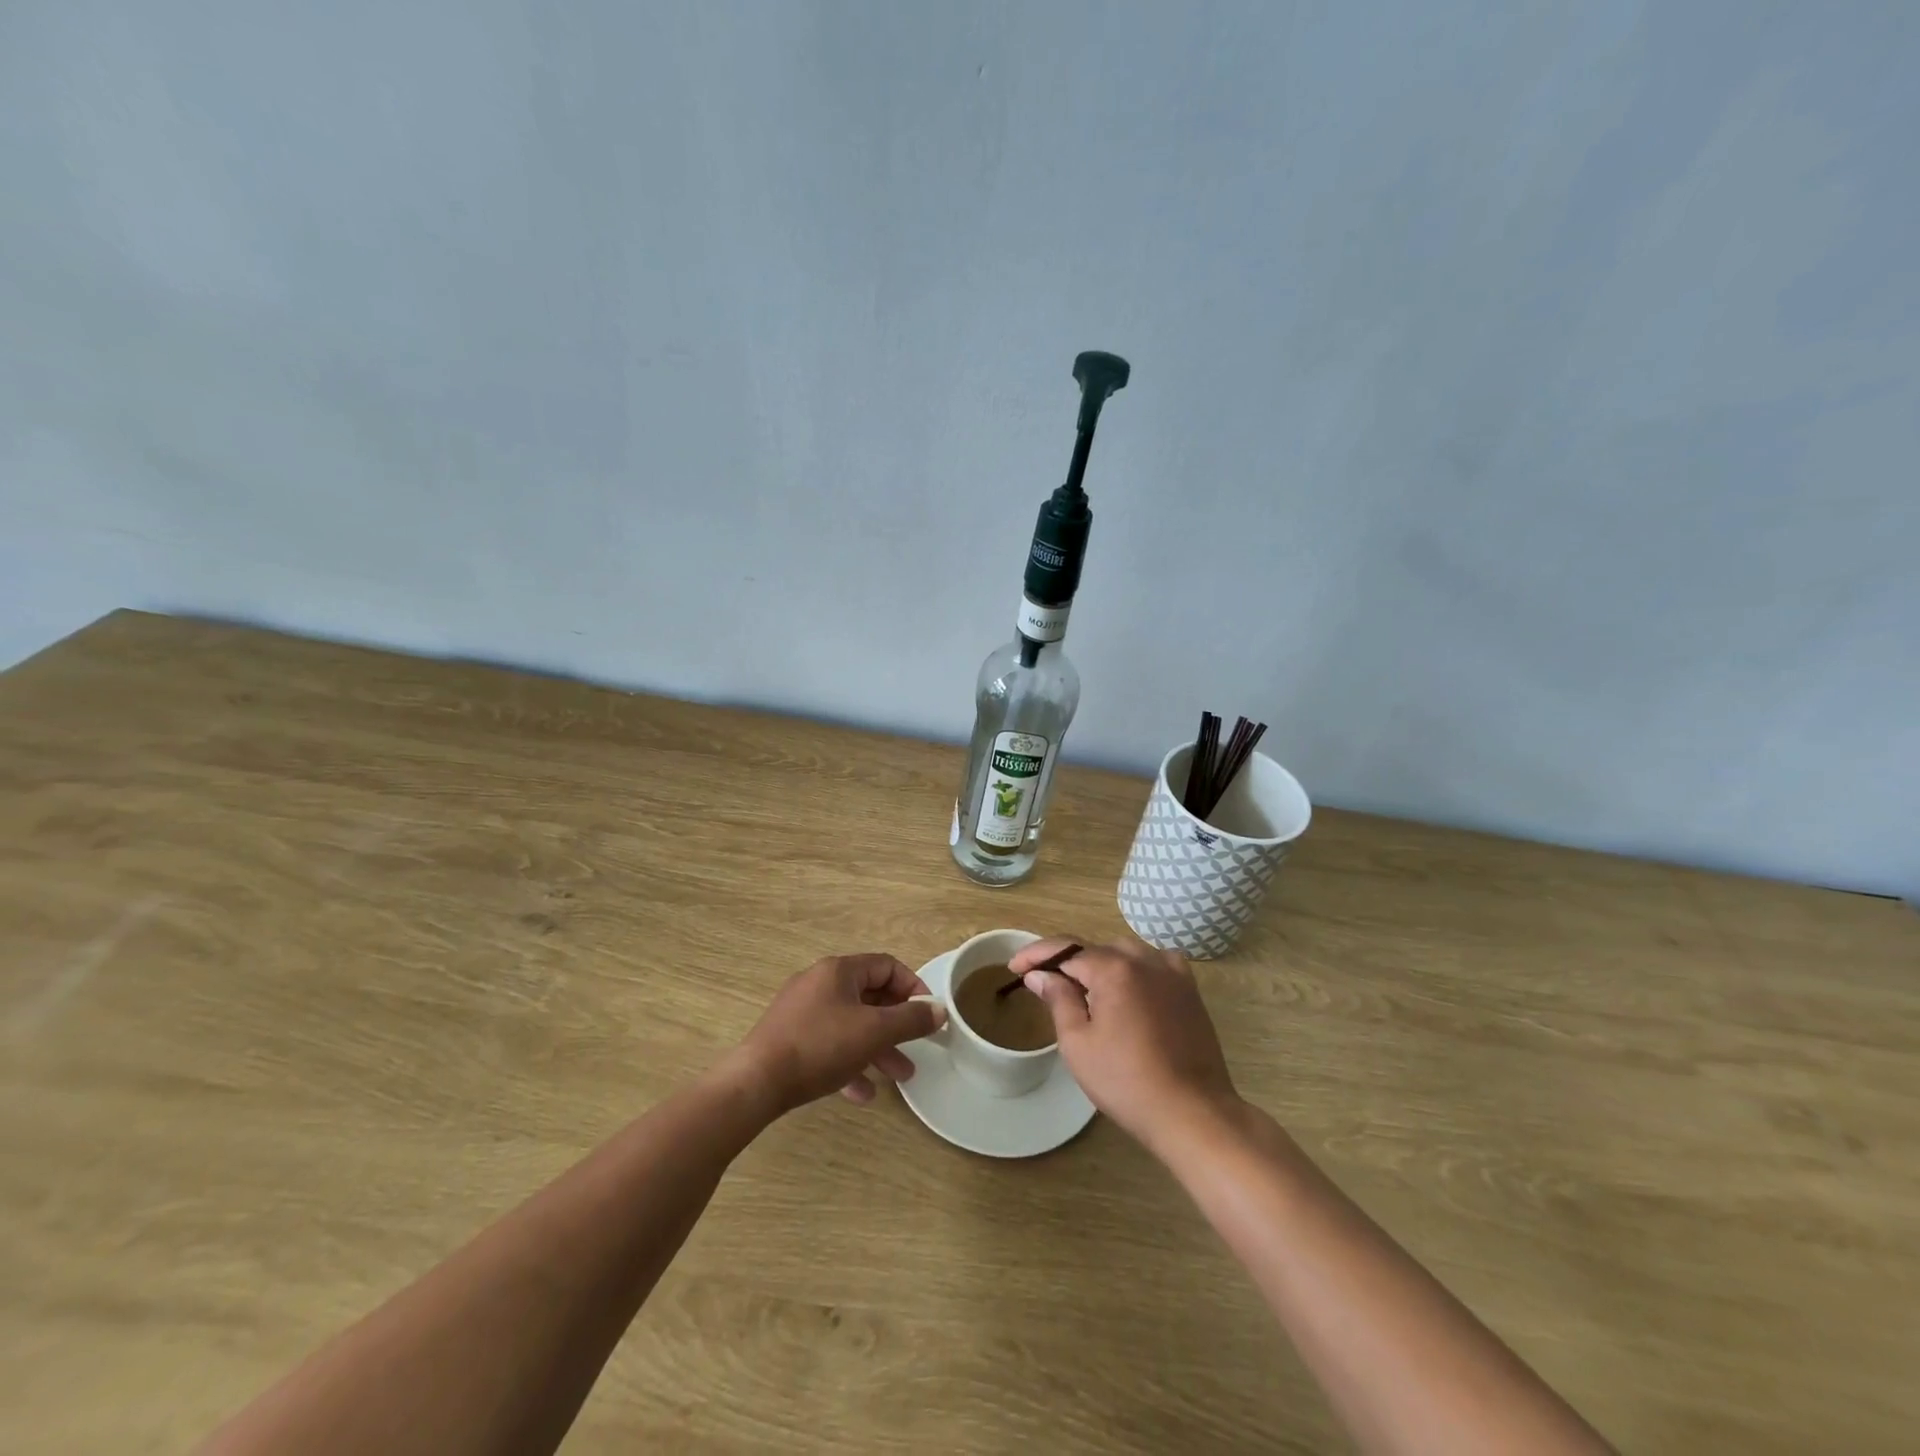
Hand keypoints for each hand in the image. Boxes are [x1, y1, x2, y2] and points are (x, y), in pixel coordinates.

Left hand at [735, 953, 945, 1114]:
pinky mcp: (789, 1039)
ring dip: (877, 1048)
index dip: (912, 987)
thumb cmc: (820, 1046)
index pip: (886, 966)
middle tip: (918, 1047)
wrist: (756, 1082)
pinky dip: (849, 1063)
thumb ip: (910, 1019)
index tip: (928, 1014)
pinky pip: (829, 1045)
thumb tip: (939, 1009)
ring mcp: (801, 1012)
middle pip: (869, 997)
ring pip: (850, 1024)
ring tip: (900, 1076)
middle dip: (897, 1024)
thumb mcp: (874, 1031)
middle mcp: (820, 983)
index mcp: (839, 971)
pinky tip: (862, 1093)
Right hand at [1011, 936, 1240, 1154]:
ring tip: (1083, 990)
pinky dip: (1134, 969)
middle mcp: (1144, 959)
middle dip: (1067, 963)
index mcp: (1114, 968)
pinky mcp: (1189, 989)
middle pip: (1095, 950)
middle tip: (1045, 985)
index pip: (1065, 949)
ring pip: (1125, 954)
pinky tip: (1128, 988)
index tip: (1013, 967)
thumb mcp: (1078, 1043)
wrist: (1192, 1112)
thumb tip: (1040, 974)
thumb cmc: (1126, 1082)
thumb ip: (1058, 999)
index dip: (1035, 955)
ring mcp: (1171, 971)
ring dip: (1100, 965)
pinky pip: (1154, 964)